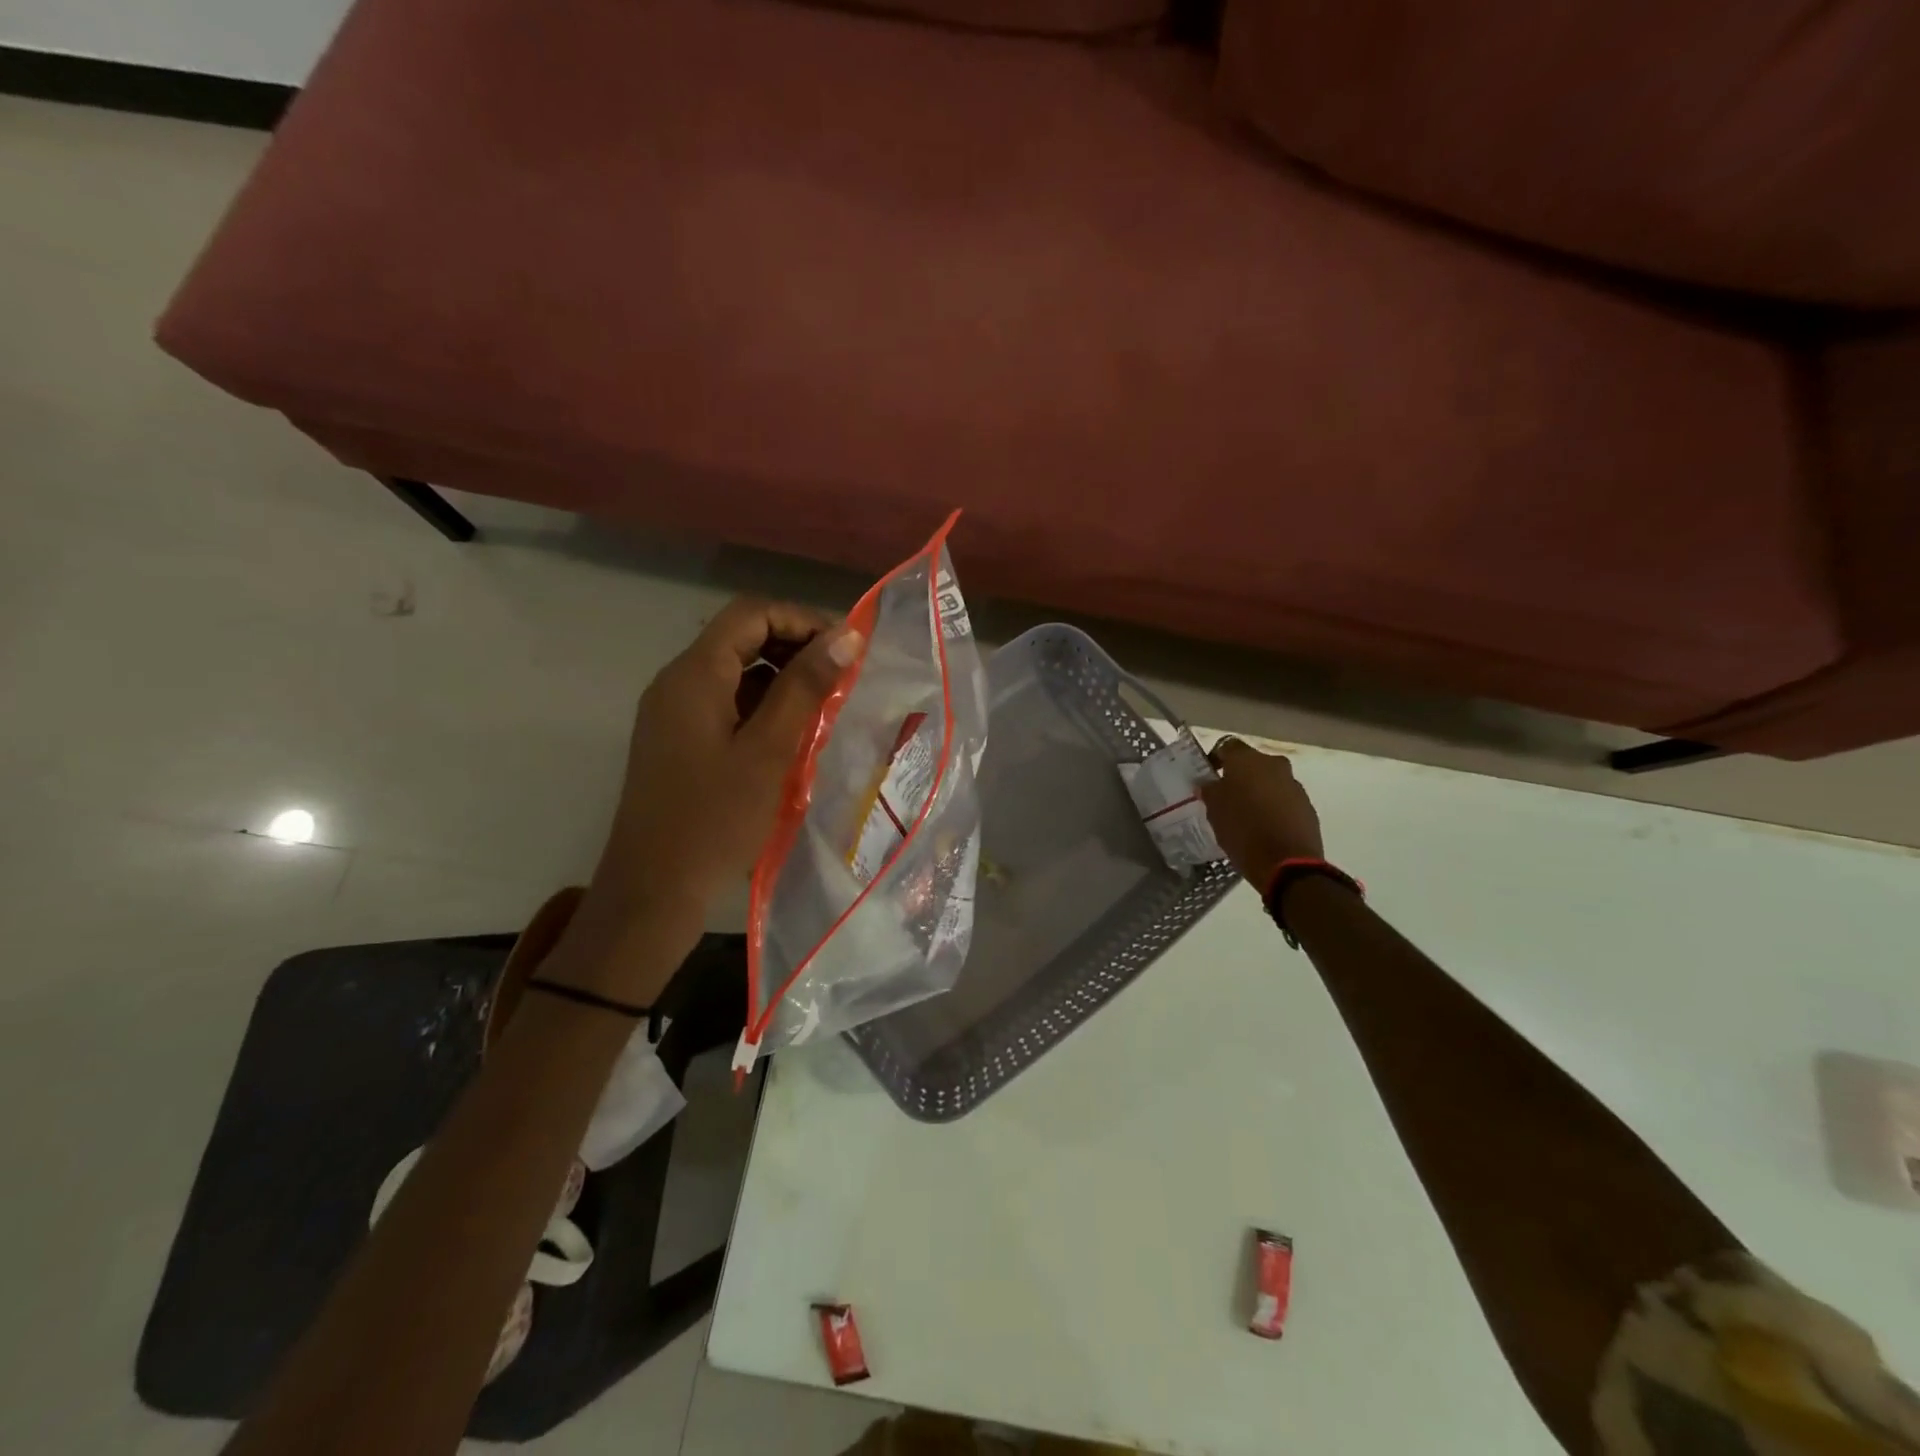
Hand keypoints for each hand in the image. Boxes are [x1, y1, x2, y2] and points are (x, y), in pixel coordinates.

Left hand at [555, 598, 861, 998]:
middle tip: (842, 679)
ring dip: (783, 679)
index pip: (751, 614)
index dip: (802, 620)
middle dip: (795, 648)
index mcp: (694, 675)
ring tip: (826, 708)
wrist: (653, 891)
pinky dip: (763, 707)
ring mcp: (675, 713)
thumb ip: (805, 688)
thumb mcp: (769, 751)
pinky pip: (727, 704)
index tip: (846, 651)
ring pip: (736, 673)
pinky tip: (794, 736)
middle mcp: (678, 683)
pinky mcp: (680, 742)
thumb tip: (846, 635)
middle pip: (741, 638)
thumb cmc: (714, 820)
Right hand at [1200, 739, 1324, 891]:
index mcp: (1247, 760)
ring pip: (1270, 781)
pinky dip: (1274, 807)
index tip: (1208, 776)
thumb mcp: (1214, 811)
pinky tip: (1264, 827)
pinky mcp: (1307, 806)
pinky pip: (1284, 800)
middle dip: (1239, 777)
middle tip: (1226, 797)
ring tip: (1246, 815)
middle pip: (1252, 763)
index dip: (1216, 758)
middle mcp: (1274, 765)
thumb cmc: (1243, 831)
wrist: (1288, 864)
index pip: (1227, 746)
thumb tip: (1209, 784)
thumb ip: (1210, 791)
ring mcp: (1294, 785)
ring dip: (1258, 792)